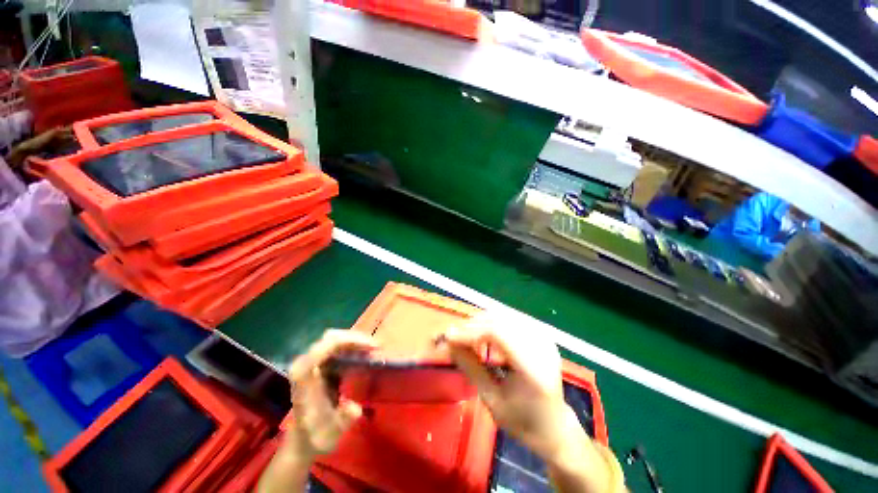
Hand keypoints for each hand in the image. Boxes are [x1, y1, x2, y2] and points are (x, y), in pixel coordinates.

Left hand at [285, 329, 376, 459]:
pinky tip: (364, 354)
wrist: (302, 442)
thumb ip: (341, 420)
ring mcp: (311, 362)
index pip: (325, 346)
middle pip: (331, 337)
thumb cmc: (315, 438)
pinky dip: (352, 346)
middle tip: (375, 346)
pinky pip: (336, 347)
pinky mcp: (318, 365)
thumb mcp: (329, 435)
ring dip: (355, 341)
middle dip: (355, 338)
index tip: (371, 347)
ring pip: (335, 339)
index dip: (350, 341)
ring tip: (373, 349)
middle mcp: (305, 364)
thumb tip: (355, 407)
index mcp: (304, 375)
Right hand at [439, 314, 623, 491]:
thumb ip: (471, 368)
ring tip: (466, 337)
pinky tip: (484, 337)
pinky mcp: (541, 334)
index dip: (470, 331)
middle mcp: (542, 345)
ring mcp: (544, 337)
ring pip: (504, 315)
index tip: (448, 337)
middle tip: (454, 336)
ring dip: (481, 322)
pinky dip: (492, 324)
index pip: (498, 333)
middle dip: (472, 325)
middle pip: (500, 319)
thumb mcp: (492, 401)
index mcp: (534, 368)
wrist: (555, 427)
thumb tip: (450, 343)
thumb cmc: (524, 423)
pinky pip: (510, 319)